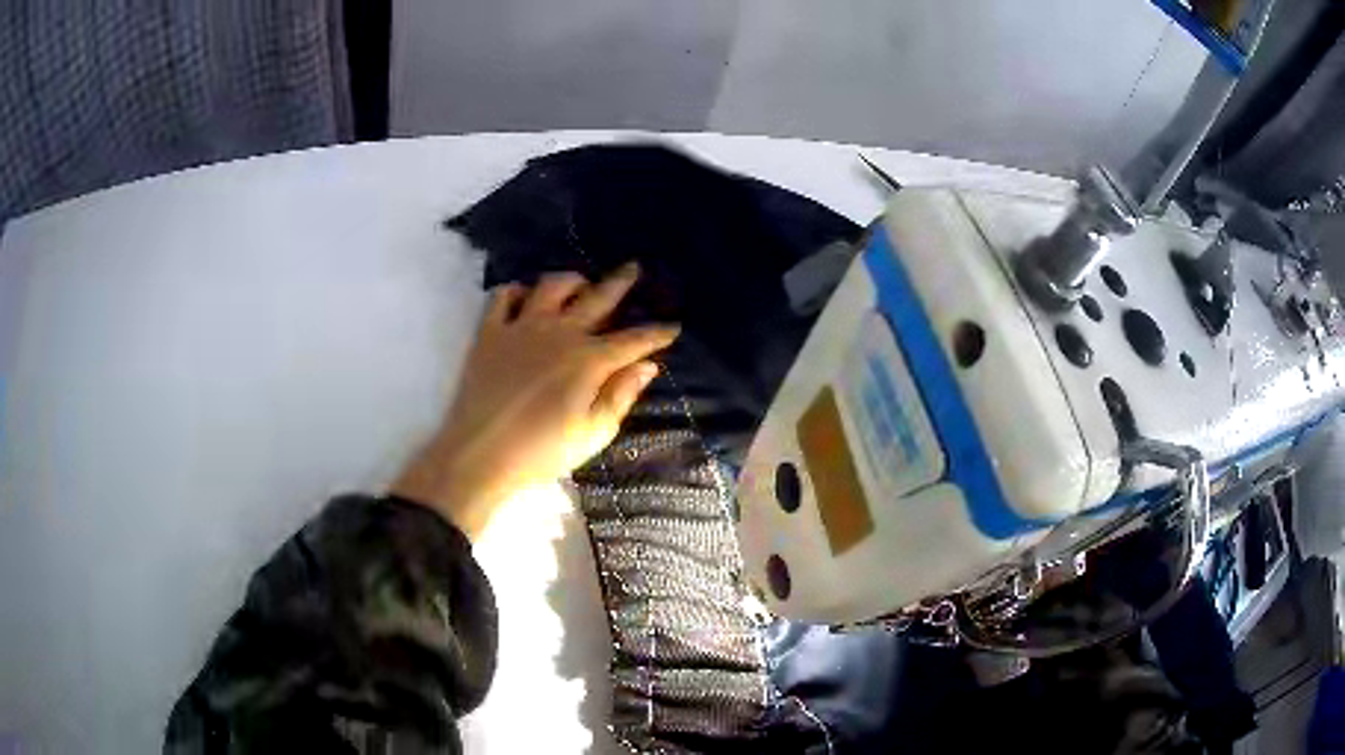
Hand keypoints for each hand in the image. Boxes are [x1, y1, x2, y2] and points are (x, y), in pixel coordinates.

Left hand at [392, 264, 678, 538]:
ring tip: (580, 283)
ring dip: (571, 280)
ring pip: (552, 285)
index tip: (673, 326)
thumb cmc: (541, 452)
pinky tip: (526, 298)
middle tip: (633, 268)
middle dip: (621, 282)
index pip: (633, 340)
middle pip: (598, 298)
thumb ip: (620, 396)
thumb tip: (646, 366)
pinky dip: (518, 291)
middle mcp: (559, 332)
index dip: (657, 332)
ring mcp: (522, 327)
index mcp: (589, 360)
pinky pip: (504, 296)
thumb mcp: (592, 433)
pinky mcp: (490, 331)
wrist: (480, 454)